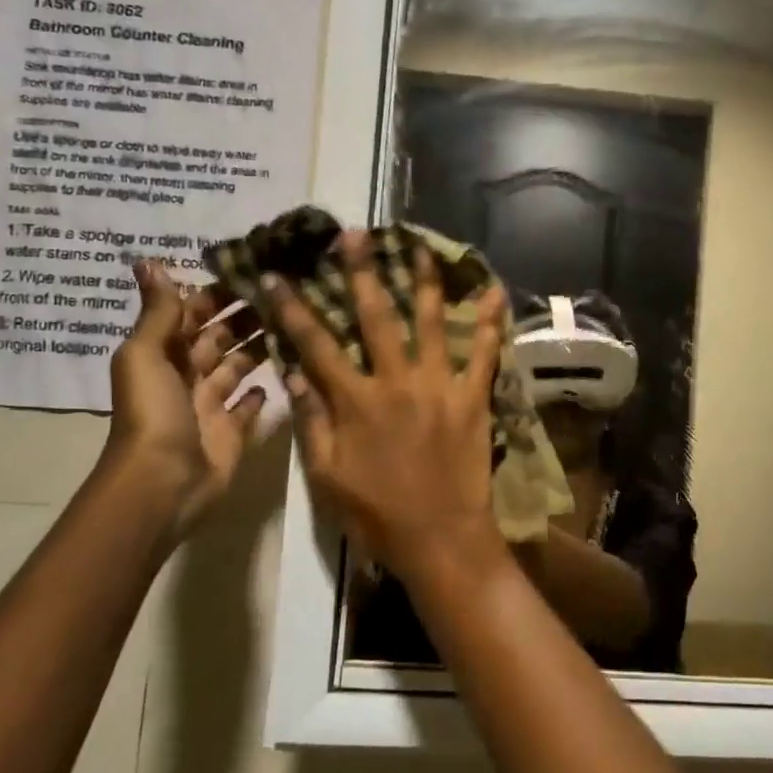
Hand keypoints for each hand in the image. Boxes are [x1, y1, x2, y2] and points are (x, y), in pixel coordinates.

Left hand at [105, 260, 267, 532]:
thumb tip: (148, 260)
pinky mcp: (233, 430)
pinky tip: (286, 372)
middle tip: (286, 293)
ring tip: (295, 323)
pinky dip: (262, 391)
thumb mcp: (146, 355)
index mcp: (164, 354)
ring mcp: (211, 405)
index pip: (193, 314)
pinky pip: (250, 405)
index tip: (253, 271)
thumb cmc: (154, 412)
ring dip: (260, 346)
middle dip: (246, 316)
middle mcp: (188, 375)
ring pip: (239, 366)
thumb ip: (158, 313)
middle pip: (220, 338)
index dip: (217, 293)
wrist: (164, 480)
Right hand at [276, 231, 506, 587]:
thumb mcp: (327, 476)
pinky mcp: (473, 399)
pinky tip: (495, 291)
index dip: (293, 309)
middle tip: (356, 234)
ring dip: (425, 282)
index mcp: (355, 402)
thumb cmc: (377, 514)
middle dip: (364, 272)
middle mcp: (396, 383)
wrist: (440, 538)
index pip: (316, 345)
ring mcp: (439, 387)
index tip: (277, 275)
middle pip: (376, 318)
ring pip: (431, 324)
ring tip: (421, 247)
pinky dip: (491, 323)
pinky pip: (485, 354)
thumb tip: (294, 372)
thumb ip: (312, 422)